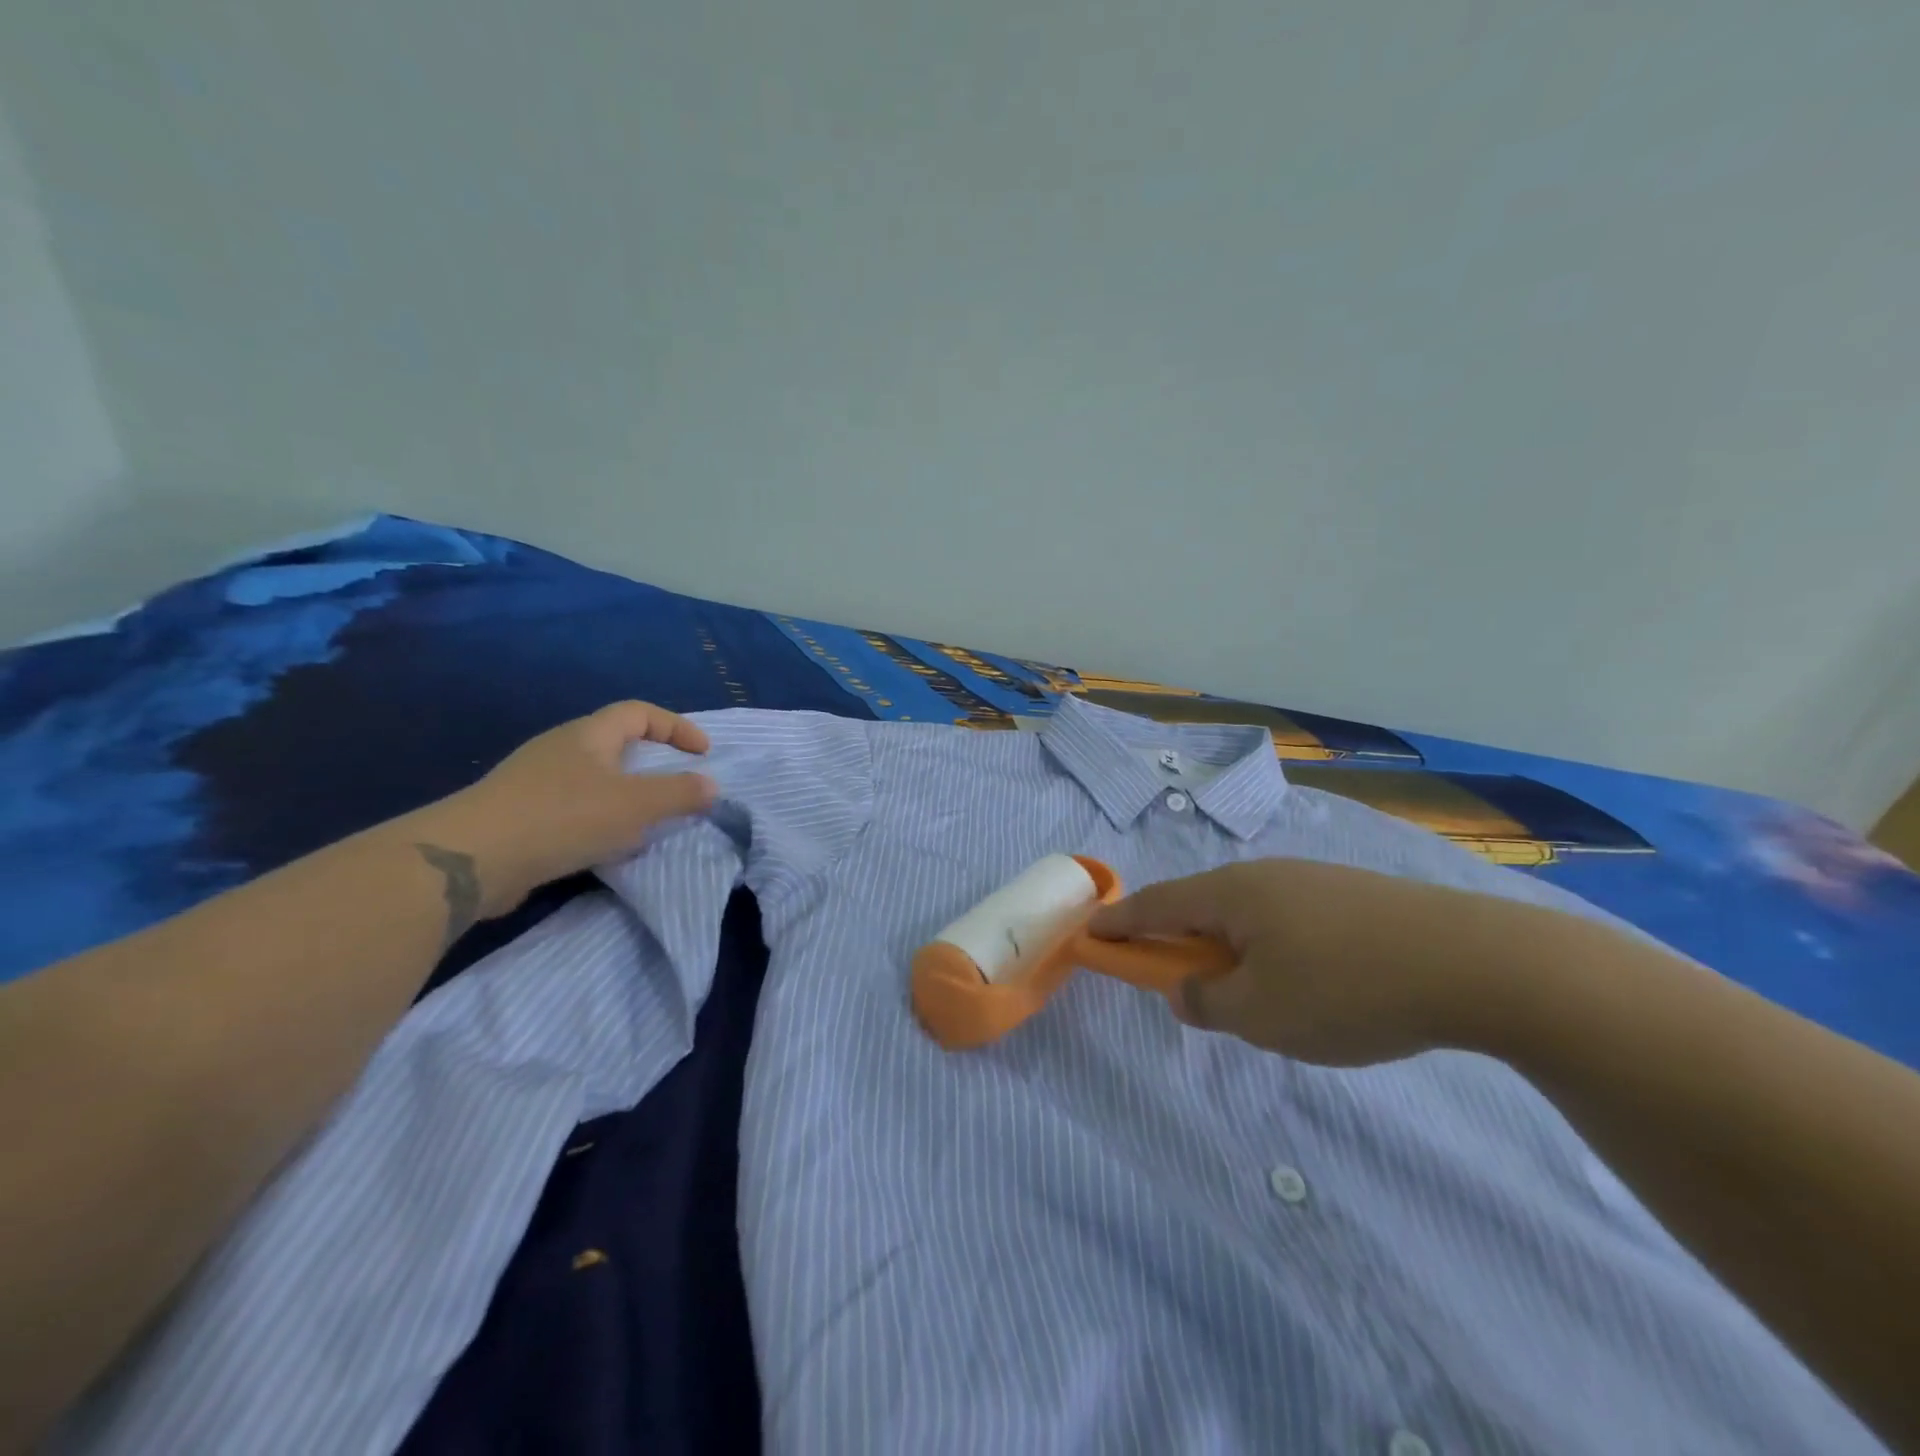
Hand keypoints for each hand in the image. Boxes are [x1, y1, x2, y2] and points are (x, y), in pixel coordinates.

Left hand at [422, 701, 715, 917]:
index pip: (640, 712)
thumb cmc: (563, 817)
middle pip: (616, 744)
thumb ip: (679, 794)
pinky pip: (574, 809)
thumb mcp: (635, 805)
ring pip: (595, 780)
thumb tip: (710, 786)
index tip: (703, 754)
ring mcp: (535, 782)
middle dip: (652, 765)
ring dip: (626, 798)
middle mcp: (560, 749)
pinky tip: (604, 848)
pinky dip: (600, 822)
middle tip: (676, 790)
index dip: (676, 727)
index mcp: (589, 735)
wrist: (470, 859)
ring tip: (646, 825)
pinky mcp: (520, 816)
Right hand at [1088, 858, 1579, 1065]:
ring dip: (1227, 948)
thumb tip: (1183, 990)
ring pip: (1246, 914)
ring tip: (1248, 994)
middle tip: (1174, 978)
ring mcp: (1311, 881)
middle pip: (1200, 906)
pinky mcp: (1351, 896)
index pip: (1155, 905)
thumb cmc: (1347, 988)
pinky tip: (1303, 981)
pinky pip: (1285, 920)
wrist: (1477, 962)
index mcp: (1230, 895)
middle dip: (1177, 940)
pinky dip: (1269, 947)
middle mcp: (1263, 876)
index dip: (1119, 923)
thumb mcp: (1261, 1013)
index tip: (1091, 933)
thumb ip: (1207, 1003)